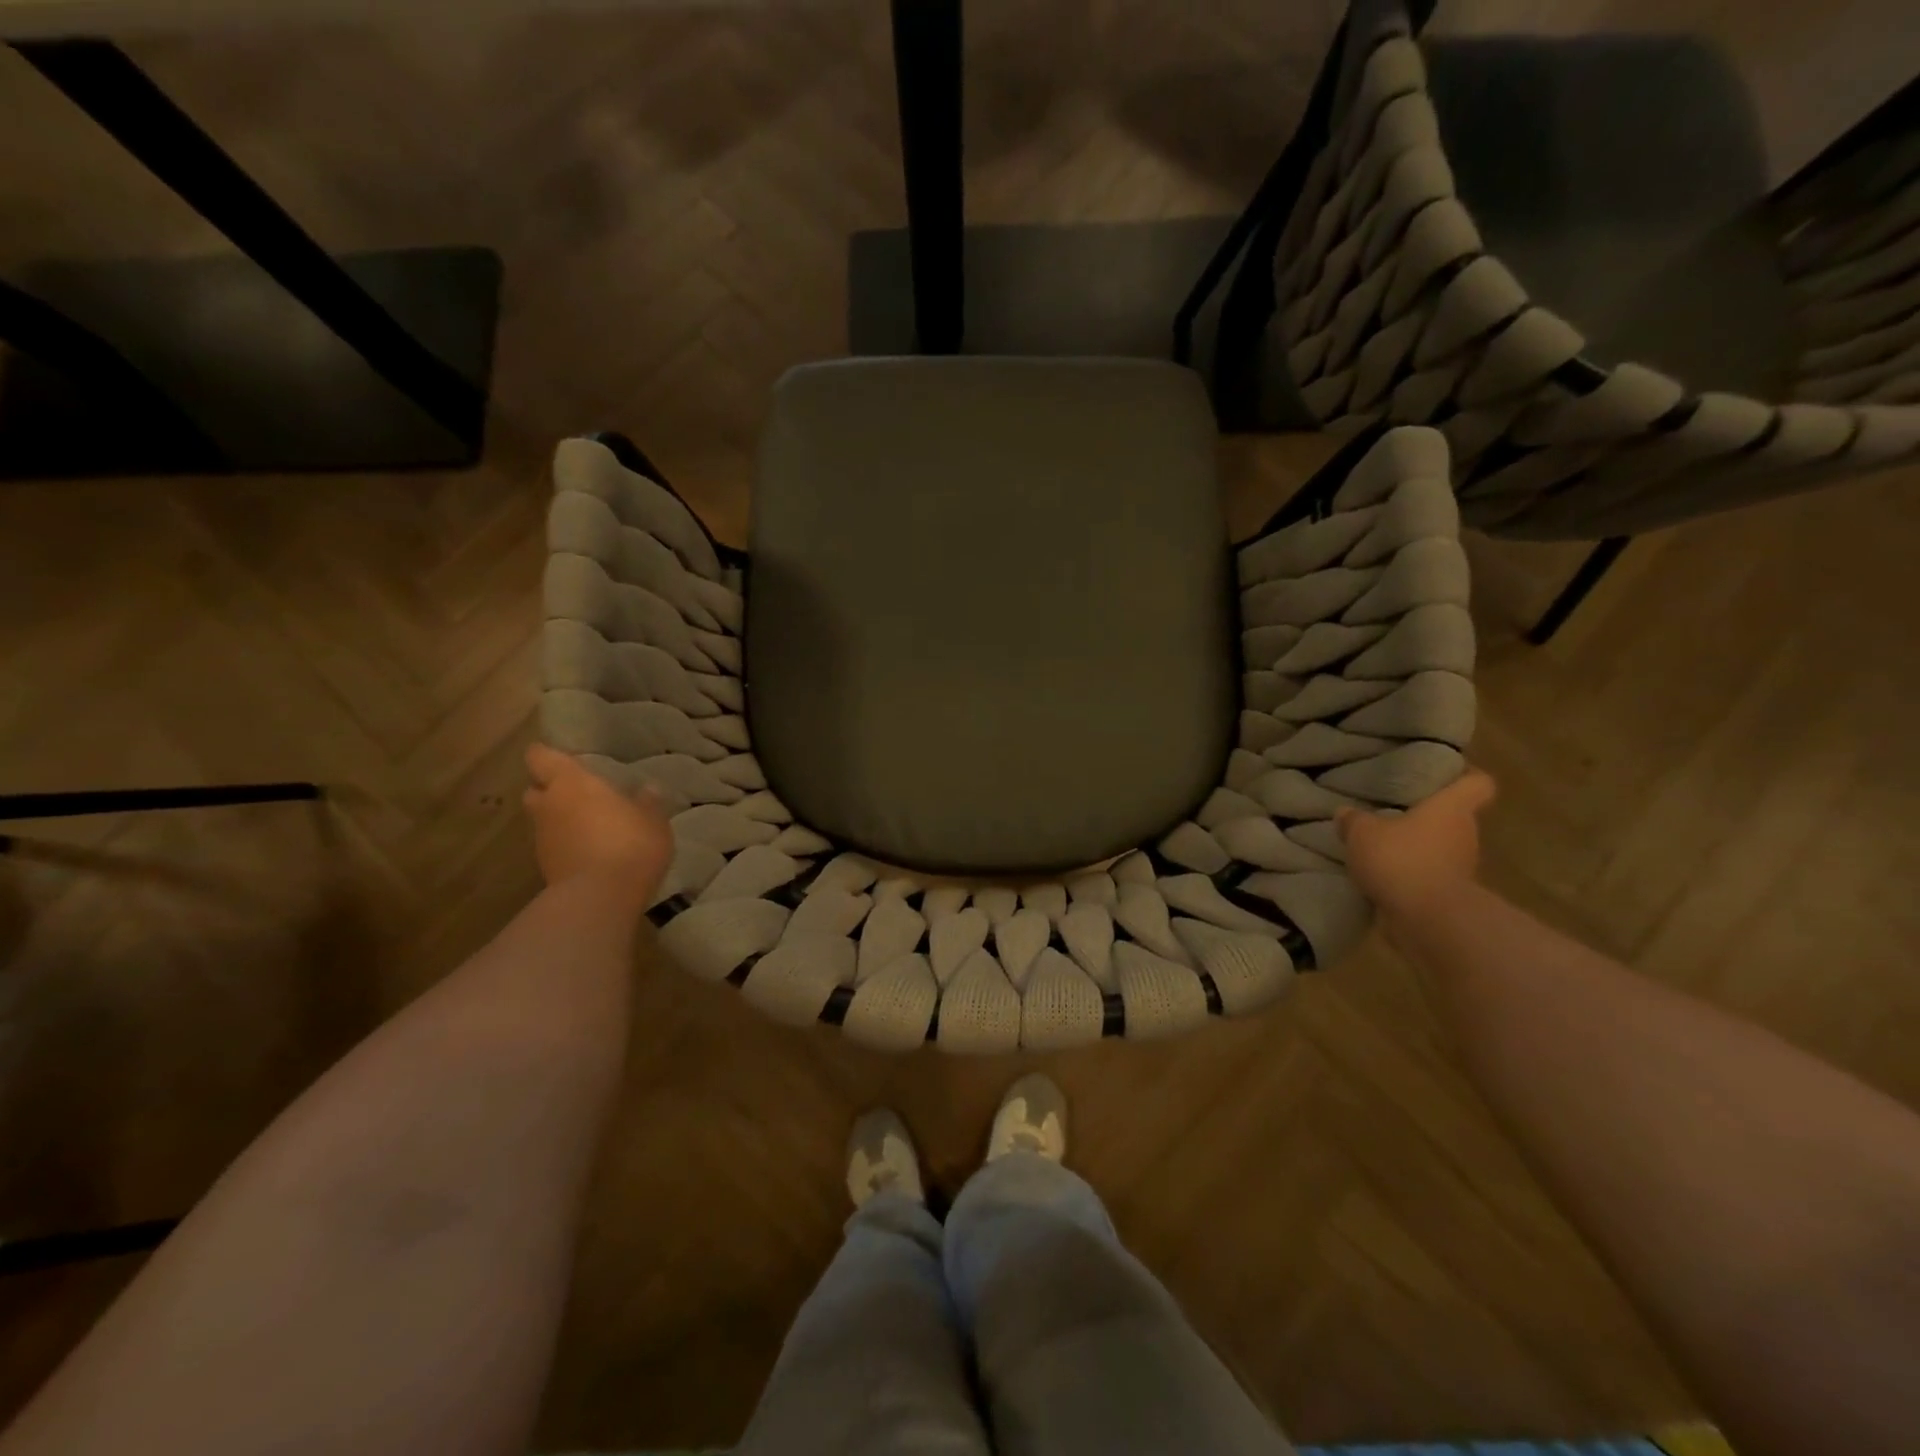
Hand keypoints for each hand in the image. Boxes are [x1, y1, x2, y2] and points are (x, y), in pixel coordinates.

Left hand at [523, 744, 673, 903]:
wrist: (600, 898)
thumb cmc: (629, 843)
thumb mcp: (653, 820)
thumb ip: (647, 803)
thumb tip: (648, 789)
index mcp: (571, 783)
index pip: (540, 756)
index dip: (548, 755)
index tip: (567, 759)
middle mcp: (548, 806)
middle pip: (535, 789)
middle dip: (551, 790)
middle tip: (580, 794)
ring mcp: (542, 839)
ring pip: (543, 820)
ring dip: (560, 820)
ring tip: (591, 826)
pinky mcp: (545, 867)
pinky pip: (554, 846)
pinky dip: (567, 845)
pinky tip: (593, 852)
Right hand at [1336, 768, 1495, 920]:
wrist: (1427, 919)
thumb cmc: (1401, 860)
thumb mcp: (1362, 832)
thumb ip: (1354, 820)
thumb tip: (1346, 813)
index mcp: (1451, 808)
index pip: (1478, 783)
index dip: (1465, 775)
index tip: (1442, 775)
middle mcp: (1464, 833)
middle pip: (1454, 816)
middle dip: (1426, 814)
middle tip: (1392, 809)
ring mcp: (1460, 866)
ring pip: (1440, 846)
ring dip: (1416, 846)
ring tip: (1381, 844)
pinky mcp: (1448, 893)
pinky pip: (1428, 873)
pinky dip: (1411, 872)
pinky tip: (1382, 873)